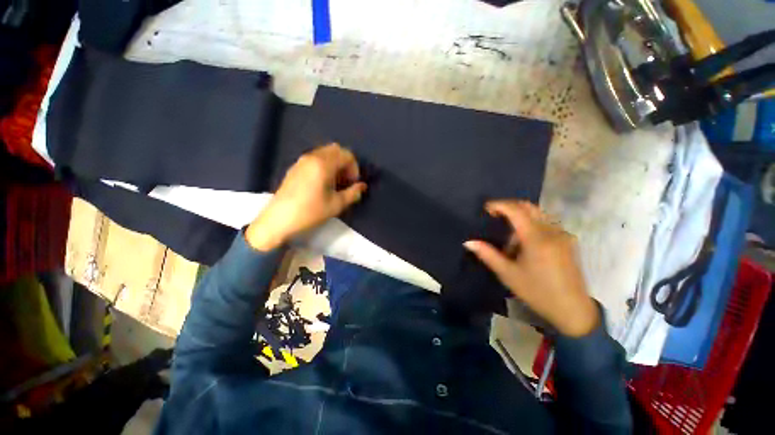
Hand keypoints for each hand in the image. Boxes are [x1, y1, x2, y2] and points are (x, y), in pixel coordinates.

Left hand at [246, 144, 366, 250]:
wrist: (279, 220)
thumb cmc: (310, 212)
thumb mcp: (336, 205)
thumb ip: (353, 193)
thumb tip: (362, 186)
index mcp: (323, 164)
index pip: (346, 155)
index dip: (354, 167)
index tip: (353, 183)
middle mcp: (312, 157)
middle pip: (335, 149)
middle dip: (345, 163)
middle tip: (346, 180)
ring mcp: (301, 161)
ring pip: (325, 153)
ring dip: (335, 163)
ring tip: (336, 182)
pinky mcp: (295, 167)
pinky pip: (315, 158)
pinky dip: (325, 165)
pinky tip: (323, 182)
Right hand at [464, 200, 598, 336]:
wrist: (573, 310)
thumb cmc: (537, 292)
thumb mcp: (508, 274)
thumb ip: (487, 255)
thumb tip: (468, 242)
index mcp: (536, 239)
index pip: (516, 211)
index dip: (500, 205)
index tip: (486, 208)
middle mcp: (552, 231)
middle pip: (529, 207)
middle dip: (509, 207)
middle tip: (495, 216)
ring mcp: (562, 235)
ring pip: (538, 214)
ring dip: (521, 218)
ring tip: (510, 240)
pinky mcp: (568, 241)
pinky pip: (546, 223)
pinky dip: (531, 225)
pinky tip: (525, 245)